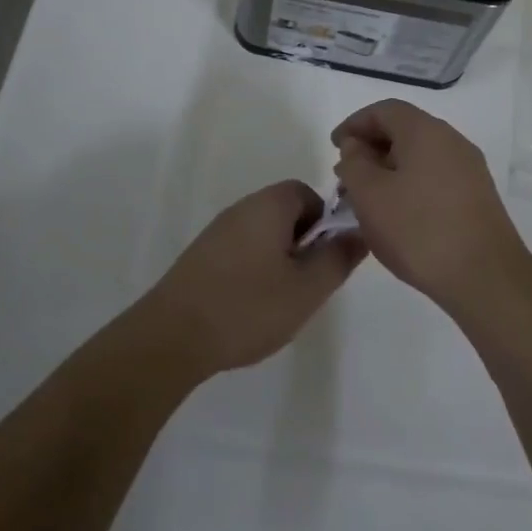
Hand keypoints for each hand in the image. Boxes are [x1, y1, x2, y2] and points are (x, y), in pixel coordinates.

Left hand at [142, 180, 365, 377]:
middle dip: (303, 244)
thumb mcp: (307, 288)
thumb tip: (360, 232)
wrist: (171, 336)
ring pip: (263, 235)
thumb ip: (338, 257)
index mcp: (268, 205)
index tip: (325, 259)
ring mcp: (217, 232)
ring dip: (279, 260)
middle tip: (306, 284)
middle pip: (285, 213)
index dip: (325, 223)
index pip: (308, 193)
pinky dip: (254, 271)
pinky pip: (241, 251)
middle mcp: (241, 208)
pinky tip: (250, 307)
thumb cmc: (248, 307)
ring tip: (280, 300)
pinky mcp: (200, 257)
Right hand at [332, 100, 531, 315]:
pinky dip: (410, 185)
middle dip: (371, 149)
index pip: (384, 110)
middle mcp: (452, 141)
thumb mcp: (370, 195)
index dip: (354, 124)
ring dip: (389, 170)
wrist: (485, 276)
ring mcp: (469, 169)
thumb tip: (356, 147)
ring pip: (420, 157)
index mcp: (425, 131)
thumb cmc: (419, 230)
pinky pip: (435, 177)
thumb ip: (354, 163)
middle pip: (404, 131)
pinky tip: (397, 215)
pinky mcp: (477, 196)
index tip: (334, 147)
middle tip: (346, 177)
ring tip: (367, 201)